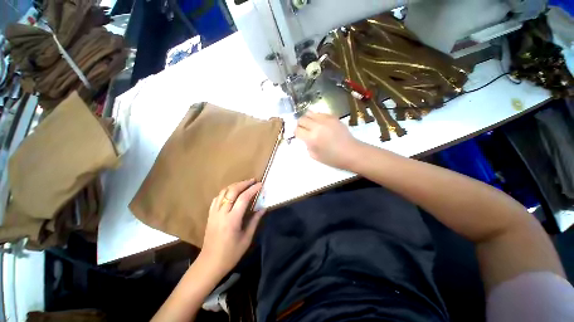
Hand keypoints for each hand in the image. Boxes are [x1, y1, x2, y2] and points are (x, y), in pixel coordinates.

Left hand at [199, 179, 265, 276]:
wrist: (210, 263)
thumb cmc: (231, 254)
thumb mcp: (246, 239)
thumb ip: (254, 221)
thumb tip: (263, 208)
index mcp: (232, 220)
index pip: (243, 198)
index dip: (253, 189)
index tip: (260, 184)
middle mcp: (222, 213)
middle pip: (232, 191)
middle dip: (243, 183)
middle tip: (253, 180)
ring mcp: (214, 213)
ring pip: (223, 192)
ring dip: (234, 185)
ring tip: (244, 184)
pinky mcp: (210, 215)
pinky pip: (217, 198)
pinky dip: (225, 192)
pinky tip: (231, 192)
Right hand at [295, 111, 361, 169]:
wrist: (351, 152)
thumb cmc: (333, 158)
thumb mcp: (315, 156)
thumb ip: (307, 145)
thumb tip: (305, 138)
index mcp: (312, 138)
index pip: (297, 130)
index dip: (296, 133)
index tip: (299, 136)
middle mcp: (317, 126)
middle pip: (301, 119)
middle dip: (300, 125)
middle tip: (303, 130)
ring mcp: (326, 119)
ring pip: (309, 113)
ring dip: (307, 119)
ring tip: (311, 125)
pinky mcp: (333, 116)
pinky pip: (320, 113)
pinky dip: (317, 118)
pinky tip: (320, 124)